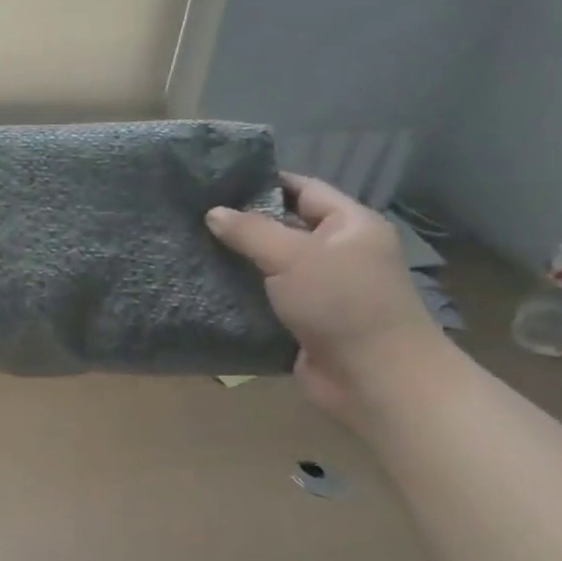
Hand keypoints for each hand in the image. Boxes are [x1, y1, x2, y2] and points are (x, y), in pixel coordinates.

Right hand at [206, 173, 444, 421]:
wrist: (375, 380)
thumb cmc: (343, 304)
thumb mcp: (294, 256)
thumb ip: (250, 230)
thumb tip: (212, 212)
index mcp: (349, 226)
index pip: (302, 189)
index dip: (262, 181)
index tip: (213, 180)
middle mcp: (336, 252)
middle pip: (281, 225)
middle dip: (239, 221)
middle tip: (189, 214)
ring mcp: (318, 287)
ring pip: (267, 263)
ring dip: (233, 259)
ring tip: (185, 246)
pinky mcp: (299, 318)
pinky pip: (262, 295)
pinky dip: (236, 291)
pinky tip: (200, 284)